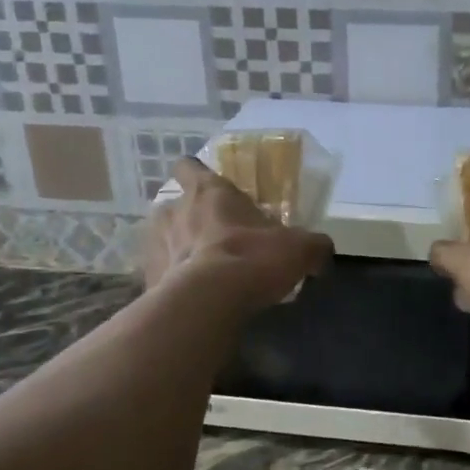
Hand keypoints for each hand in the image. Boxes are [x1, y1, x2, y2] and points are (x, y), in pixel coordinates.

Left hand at [140, 157, 333, 309]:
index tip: (208, 185)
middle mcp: (175, 211)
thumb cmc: (253, 258)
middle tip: (214, 236)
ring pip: (162, 239)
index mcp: (209, 192)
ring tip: (199, 268)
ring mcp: (156, 245)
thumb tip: (322, 252)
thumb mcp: (299, 248)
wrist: (208, 302)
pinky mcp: (147, 279)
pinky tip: (191, 298)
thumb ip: (313, 246)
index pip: (190, 167)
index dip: (196, 173)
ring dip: (177, 248)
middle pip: (173, 205)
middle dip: (189, 217)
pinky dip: (171, 283)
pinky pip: (160, 275)